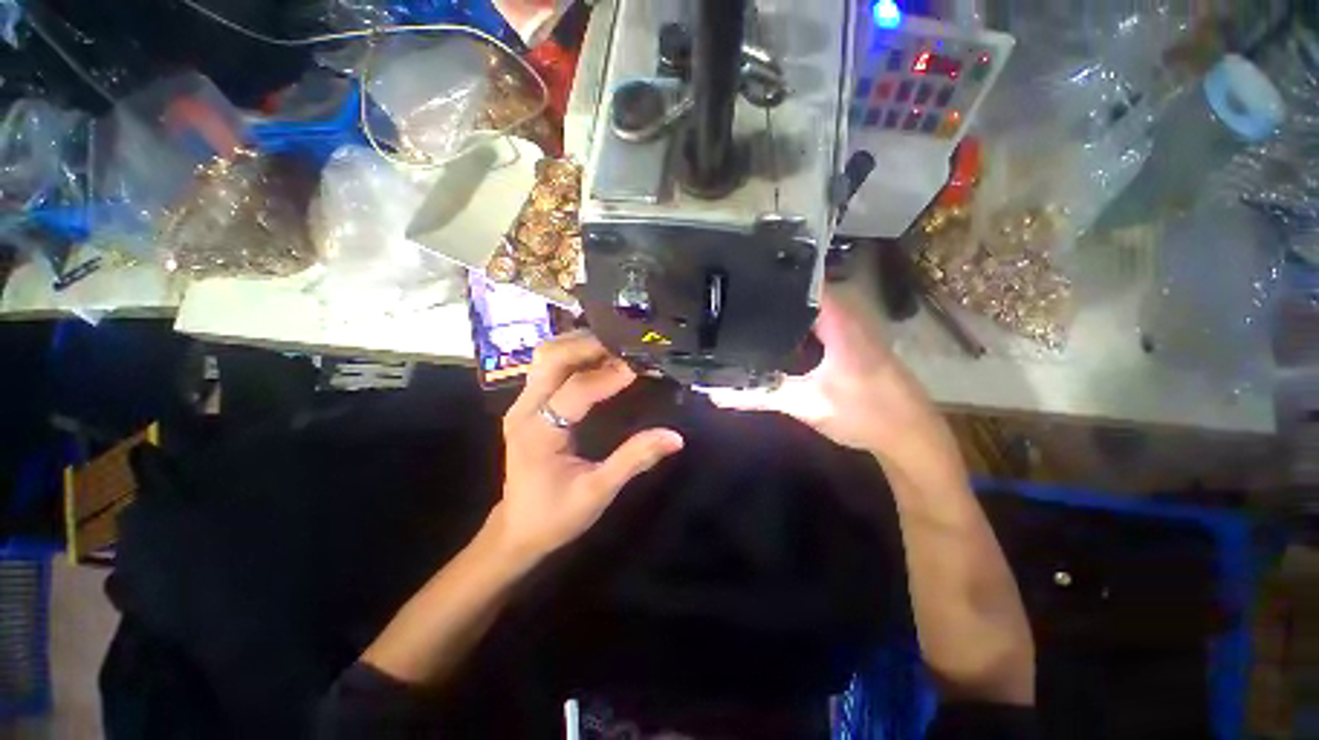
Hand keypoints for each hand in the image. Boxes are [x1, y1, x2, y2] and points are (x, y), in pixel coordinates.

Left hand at [489, 331, 683, 565]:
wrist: (517, 529)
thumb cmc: (556, 514)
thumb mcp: (598, 491)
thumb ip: (634, 460)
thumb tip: (675, 437)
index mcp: (538, 432)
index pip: (575, 390)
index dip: (609, 376)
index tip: (640, 366)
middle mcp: (524, 409)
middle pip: (551, 358)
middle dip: (589, 345)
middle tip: (626, 346)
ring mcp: (522, 403)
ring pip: (547, 356)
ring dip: (580, 345)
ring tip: (615, 348)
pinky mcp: (528, 404)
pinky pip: (549, 367)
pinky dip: (574, 356)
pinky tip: (597, 359)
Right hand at [706, 284, 936, 457]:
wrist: (910, 437)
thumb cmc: (864, 414)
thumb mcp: (807, 404)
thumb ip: (761, 395)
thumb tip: (716, 394)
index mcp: (839, 320)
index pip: (803, 281)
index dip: (773, 275)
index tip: (740, 275)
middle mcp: (849, 316)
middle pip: (805, 292)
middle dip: (772, 293)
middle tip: (736, 296)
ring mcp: (855, 329)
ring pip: (814, 309)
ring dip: (786, 310)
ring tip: (750, 310)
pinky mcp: (855, 344)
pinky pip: (821, 323)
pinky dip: (799, 326)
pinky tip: (779, 336)